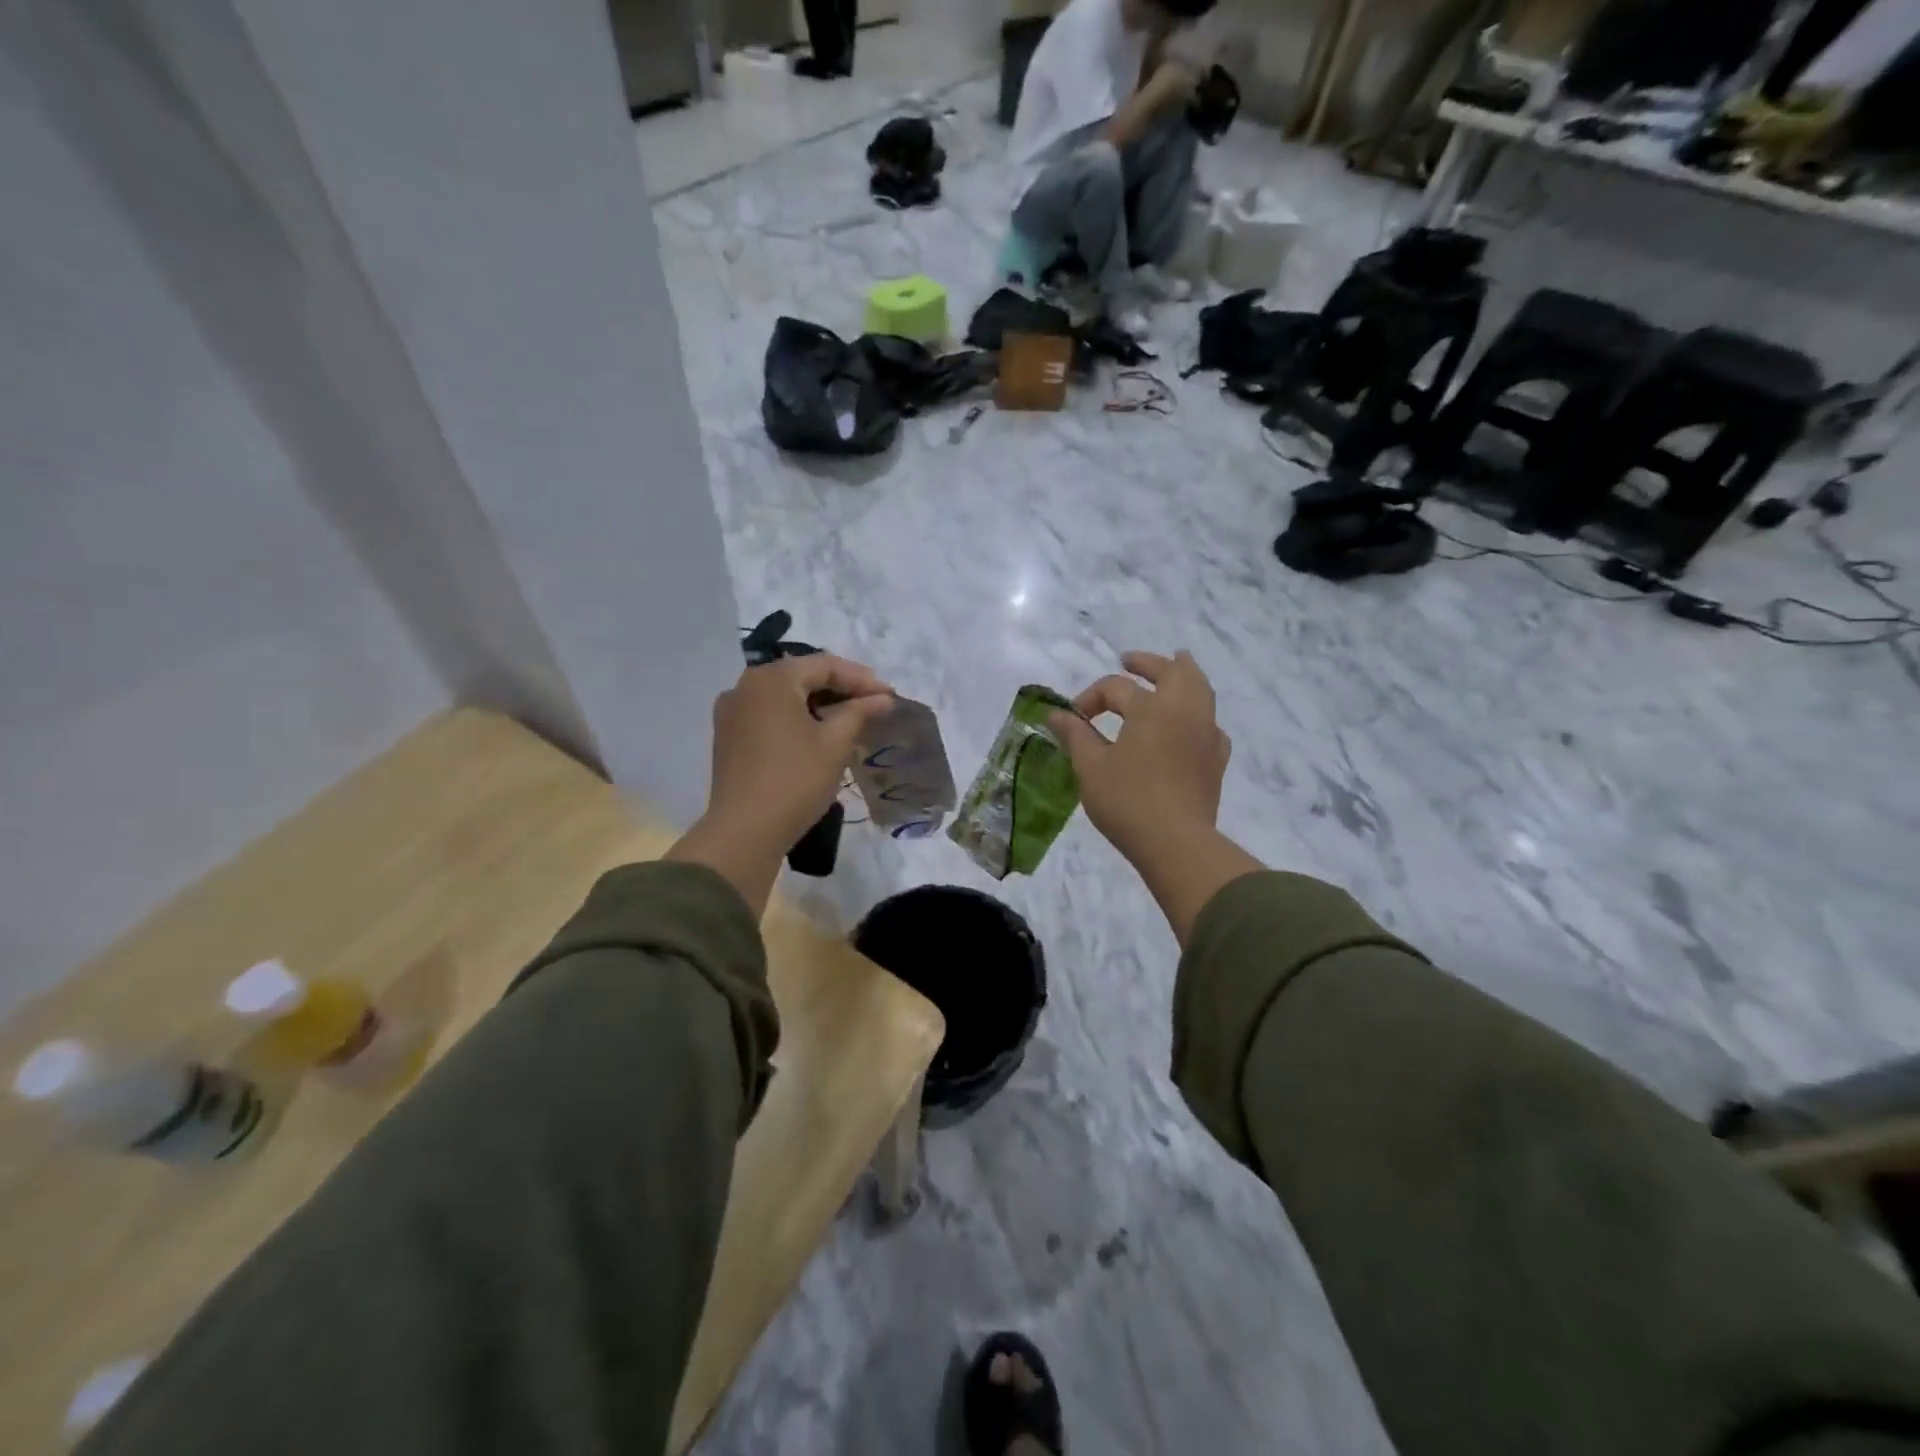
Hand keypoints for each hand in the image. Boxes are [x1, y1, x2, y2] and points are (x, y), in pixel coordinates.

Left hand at [667, 654, 894, 915]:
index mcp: (771, 679)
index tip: (889, 696)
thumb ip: (860, 712)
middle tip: (874, 706)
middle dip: (840, 690)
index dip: (861, 679)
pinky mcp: (728, 737)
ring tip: (851, 721)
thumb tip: (883, 698)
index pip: (824, 665)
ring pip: (785, 697)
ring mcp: (731, 712)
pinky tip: (818, 736)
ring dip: (819, 705)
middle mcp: (745, 686)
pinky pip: (769, 715)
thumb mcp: (835, 744)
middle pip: (802, 677)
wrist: (744, 833)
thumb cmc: (795, 781)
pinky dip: (797, 719)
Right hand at [1050, 651, 1260, 942]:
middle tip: (1130, 660)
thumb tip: (1055, 714)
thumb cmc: (1127, 801)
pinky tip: (1190, 725)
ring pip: (1201, 690)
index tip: (1073, 719)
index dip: (1090, 698)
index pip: (1116, 688)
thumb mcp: (1090, 767)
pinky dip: (1199, 714)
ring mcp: (1206, 734)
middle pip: (1173, 671)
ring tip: (1174, 669)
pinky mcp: (1216, 759)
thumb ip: (1075, 735)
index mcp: (1152, 708)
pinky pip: (1211, 724)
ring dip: (1184, 676)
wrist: (1176, 843)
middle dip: (1149, 663)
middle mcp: (1184, 711)